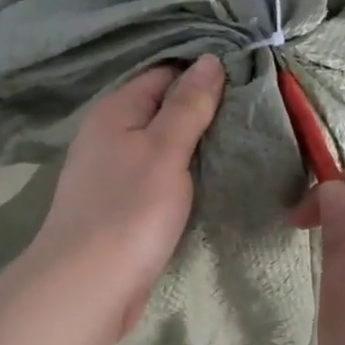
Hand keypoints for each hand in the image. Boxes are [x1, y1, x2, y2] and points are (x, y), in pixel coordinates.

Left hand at [29, 55, 225, 327]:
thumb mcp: (164, 150)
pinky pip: (158, 179)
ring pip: (162, 148)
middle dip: (203, 112)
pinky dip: (183, 177)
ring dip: (195, 147)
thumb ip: (188, 106)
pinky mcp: (121, 208)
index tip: (248, 78)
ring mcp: (113, 174)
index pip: (163, 74)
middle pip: (162, 111)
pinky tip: (213, 180)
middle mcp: (109, 136)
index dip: (203, 74)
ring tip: (244, 142)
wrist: (89, 285)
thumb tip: (209, 60)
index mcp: (115, 111)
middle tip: (256, 112)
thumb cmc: (128, 211)